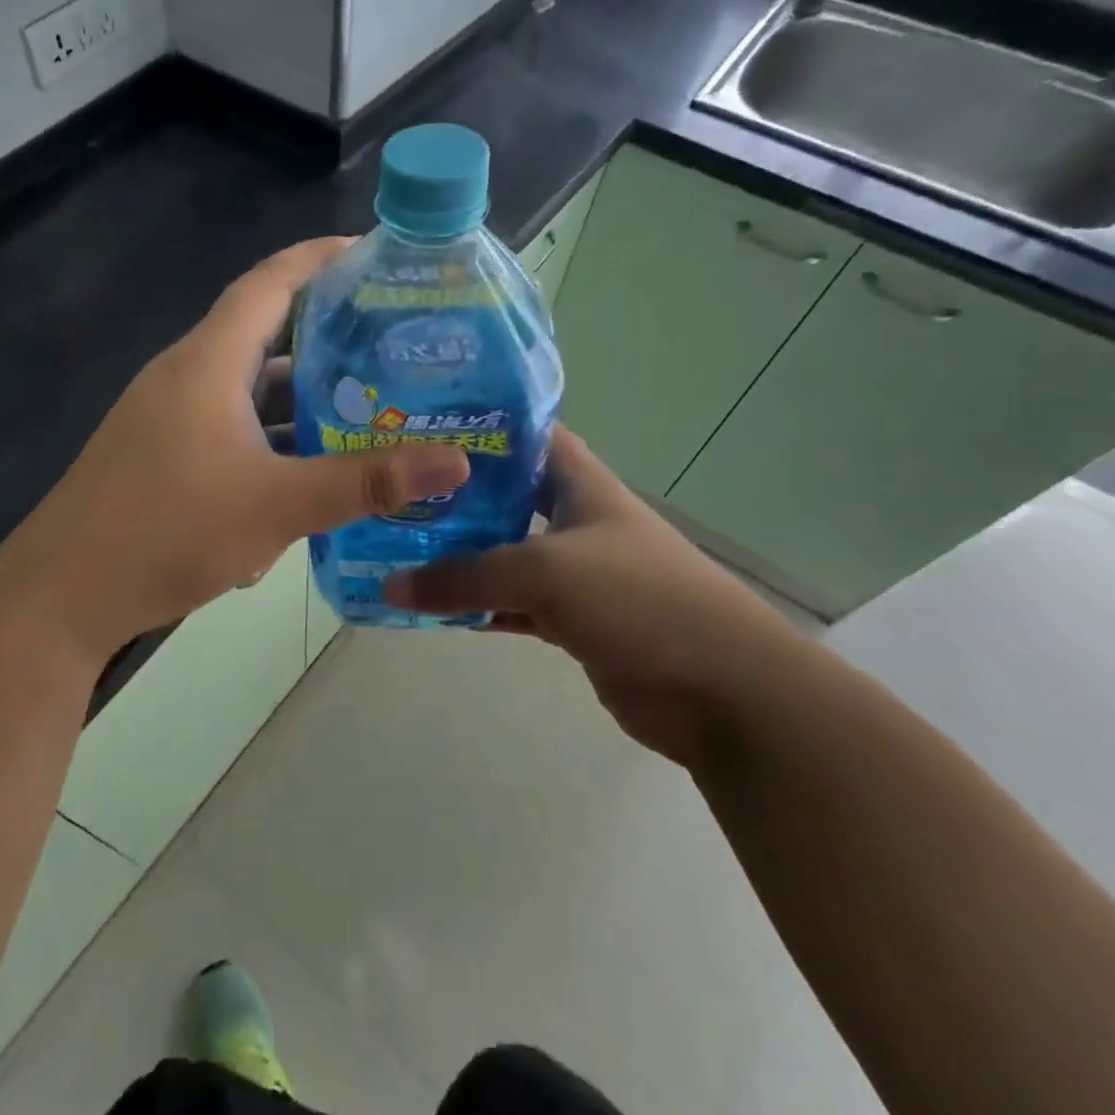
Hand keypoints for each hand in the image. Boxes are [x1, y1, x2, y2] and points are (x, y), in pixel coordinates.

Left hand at [1, 239, 470, 659]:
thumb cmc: (166, 532)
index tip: (374, 254)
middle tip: (394, 344)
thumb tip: (456, 462)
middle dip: (328, 337)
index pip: (268, 284)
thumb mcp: (276, 506)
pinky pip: (231, 433)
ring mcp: (170, 422)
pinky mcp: (164, 460)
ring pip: (249, 394)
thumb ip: (365, 483)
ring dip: (302, 401)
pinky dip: (273, 443)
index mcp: (207, 364)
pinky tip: (312, 477)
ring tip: (369, 409)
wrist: (62, 598)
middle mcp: (186, 379)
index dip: (318, 259)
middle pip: (264, 337)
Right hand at [384, 426, 807, 765]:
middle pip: (506, 496)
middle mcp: (576, 520)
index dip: (482, 425)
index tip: (423, 425)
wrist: (723, 690)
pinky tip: (431, 608)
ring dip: (459, 556)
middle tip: (394, 492)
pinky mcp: (573, 621)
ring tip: (397, 546)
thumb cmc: (638, 600)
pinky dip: (477, 608)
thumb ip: (466, 577)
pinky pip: (511, 605)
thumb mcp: (545, 572)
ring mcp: (575, 573)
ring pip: (504, 555)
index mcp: (582, 485)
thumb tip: (391, 586)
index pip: (529, 435)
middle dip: (455, 494)